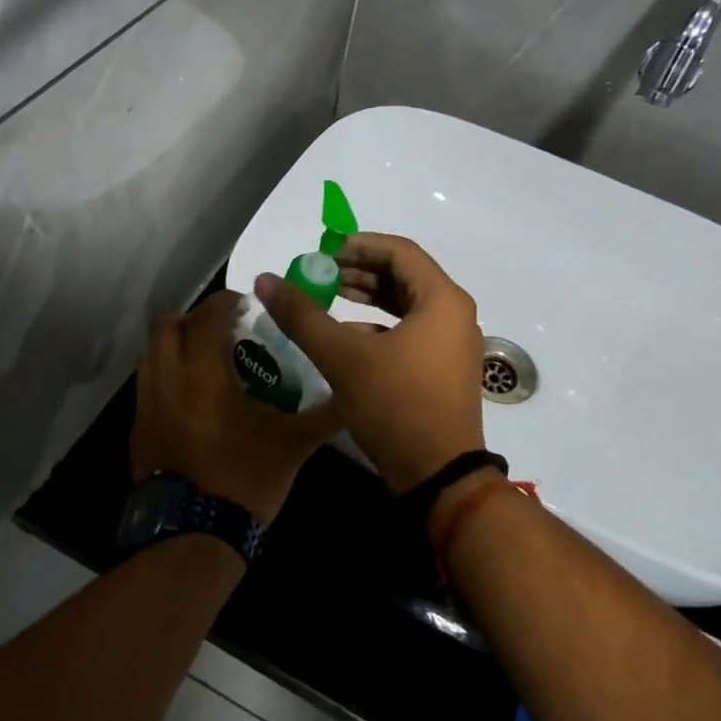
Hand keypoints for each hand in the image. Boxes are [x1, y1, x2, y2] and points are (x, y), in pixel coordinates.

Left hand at [130, 291, 341, 527]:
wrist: (194, 535)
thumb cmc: (245, 479)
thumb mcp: (293, 446)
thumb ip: (324, 415)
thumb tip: (354, 397)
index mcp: (205, 373)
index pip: (208, 316)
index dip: (226, 302)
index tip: (245, 304)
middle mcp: (168, 378)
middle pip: (168, 326)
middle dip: (194, 319)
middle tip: (222, 329)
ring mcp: (147, 405)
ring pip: (150, 354)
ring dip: (175, 345)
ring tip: (203, 359)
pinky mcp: (137, 429)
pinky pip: (146, 386)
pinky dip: (165, 376)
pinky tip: (188, 398)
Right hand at [254, 233, 484, 491]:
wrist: (439, 476)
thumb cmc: (396, 406)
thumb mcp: (343, 358)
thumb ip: (303, 316)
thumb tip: (265, 280)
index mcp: (442, 300)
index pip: (400, 251)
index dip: (358, 245)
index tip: (323, 251)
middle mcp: (455, 315)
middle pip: (406, 275)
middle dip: (361, 270)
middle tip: (322, 273)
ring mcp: (454, 344)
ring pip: (408, 305)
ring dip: (370, 297)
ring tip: (331, 297)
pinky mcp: (445, 369)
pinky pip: (413, 331)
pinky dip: (381, 325)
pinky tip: (349, 336)